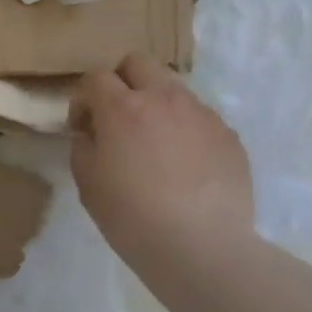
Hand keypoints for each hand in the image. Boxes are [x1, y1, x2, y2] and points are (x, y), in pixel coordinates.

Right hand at [69, 54, 253, 261]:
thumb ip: (83, 147)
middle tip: (117, 118)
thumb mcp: (87, 184)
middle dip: (121, 82)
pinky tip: (184, 168)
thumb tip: (92, 134)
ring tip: (155, 146)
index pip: (95, 78)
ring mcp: (202, 115)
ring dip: (156, 105)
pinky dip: (185, 132)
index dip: (83, 100)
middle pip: (138, 63)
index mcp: (123, 108)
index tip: (82, 128)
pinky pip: (200, 119)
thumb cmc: (132, 217)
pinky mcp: (229, 136)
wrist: (202, 247)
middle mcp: (164, 99)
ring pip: (173, 89)